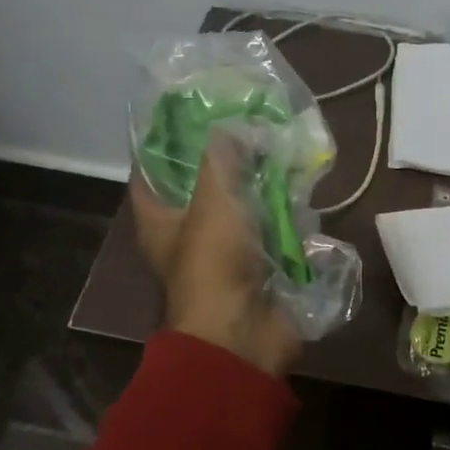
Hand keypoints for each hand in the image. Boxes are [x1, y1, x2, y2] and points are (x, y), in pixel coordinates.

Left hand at [130, 136, 301, 377]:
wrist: (244, 334)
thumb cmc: (215, 263)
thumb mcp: (213, 202)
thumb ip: (219, 161)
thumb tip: (227, 128)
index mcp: (160, 221)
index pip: (149, 174)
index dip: (162, 144)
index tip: (187, 114)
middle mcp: (187, 235)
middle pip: (201, 188)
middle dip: (225, 160)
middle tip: (247, 125)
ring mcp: (225, 253)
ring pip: (240, 208)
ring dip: (259, 185)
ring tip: (279, 146)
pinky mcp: (258, 267)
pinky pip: (270, 231)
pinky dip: (284, 213)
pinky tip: (300, 187)